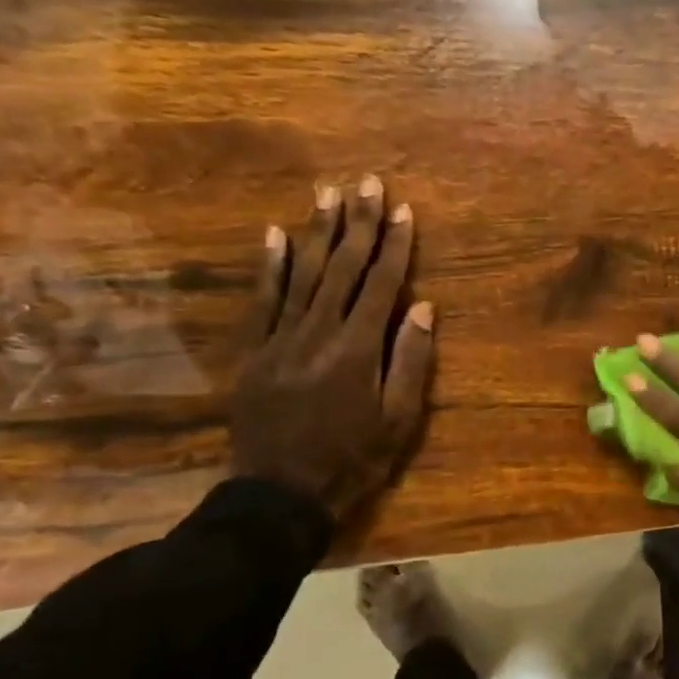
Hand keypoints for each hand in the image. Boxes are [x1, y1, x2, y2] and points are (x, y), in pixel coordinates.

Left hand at [231, 176, 434, 521]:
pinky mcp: (254, 351)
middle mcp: (319, 332)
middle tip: (367, 183)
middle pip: (343, 268)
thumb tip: (423, 307)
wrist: (280, 495)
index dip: (395, 246)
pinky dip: (269, 266)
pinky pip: (262, 300)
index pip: (382, 284)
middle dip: (359, 223)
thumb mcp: (400, 419)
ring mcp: (281, 338)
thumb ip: (411, 360)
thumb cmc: (353, 459)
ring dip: (317, 231)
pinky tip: (275, 235)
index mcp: (359, 348)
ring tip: (328, 194)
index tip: (404, 210)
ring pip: (303, 274)